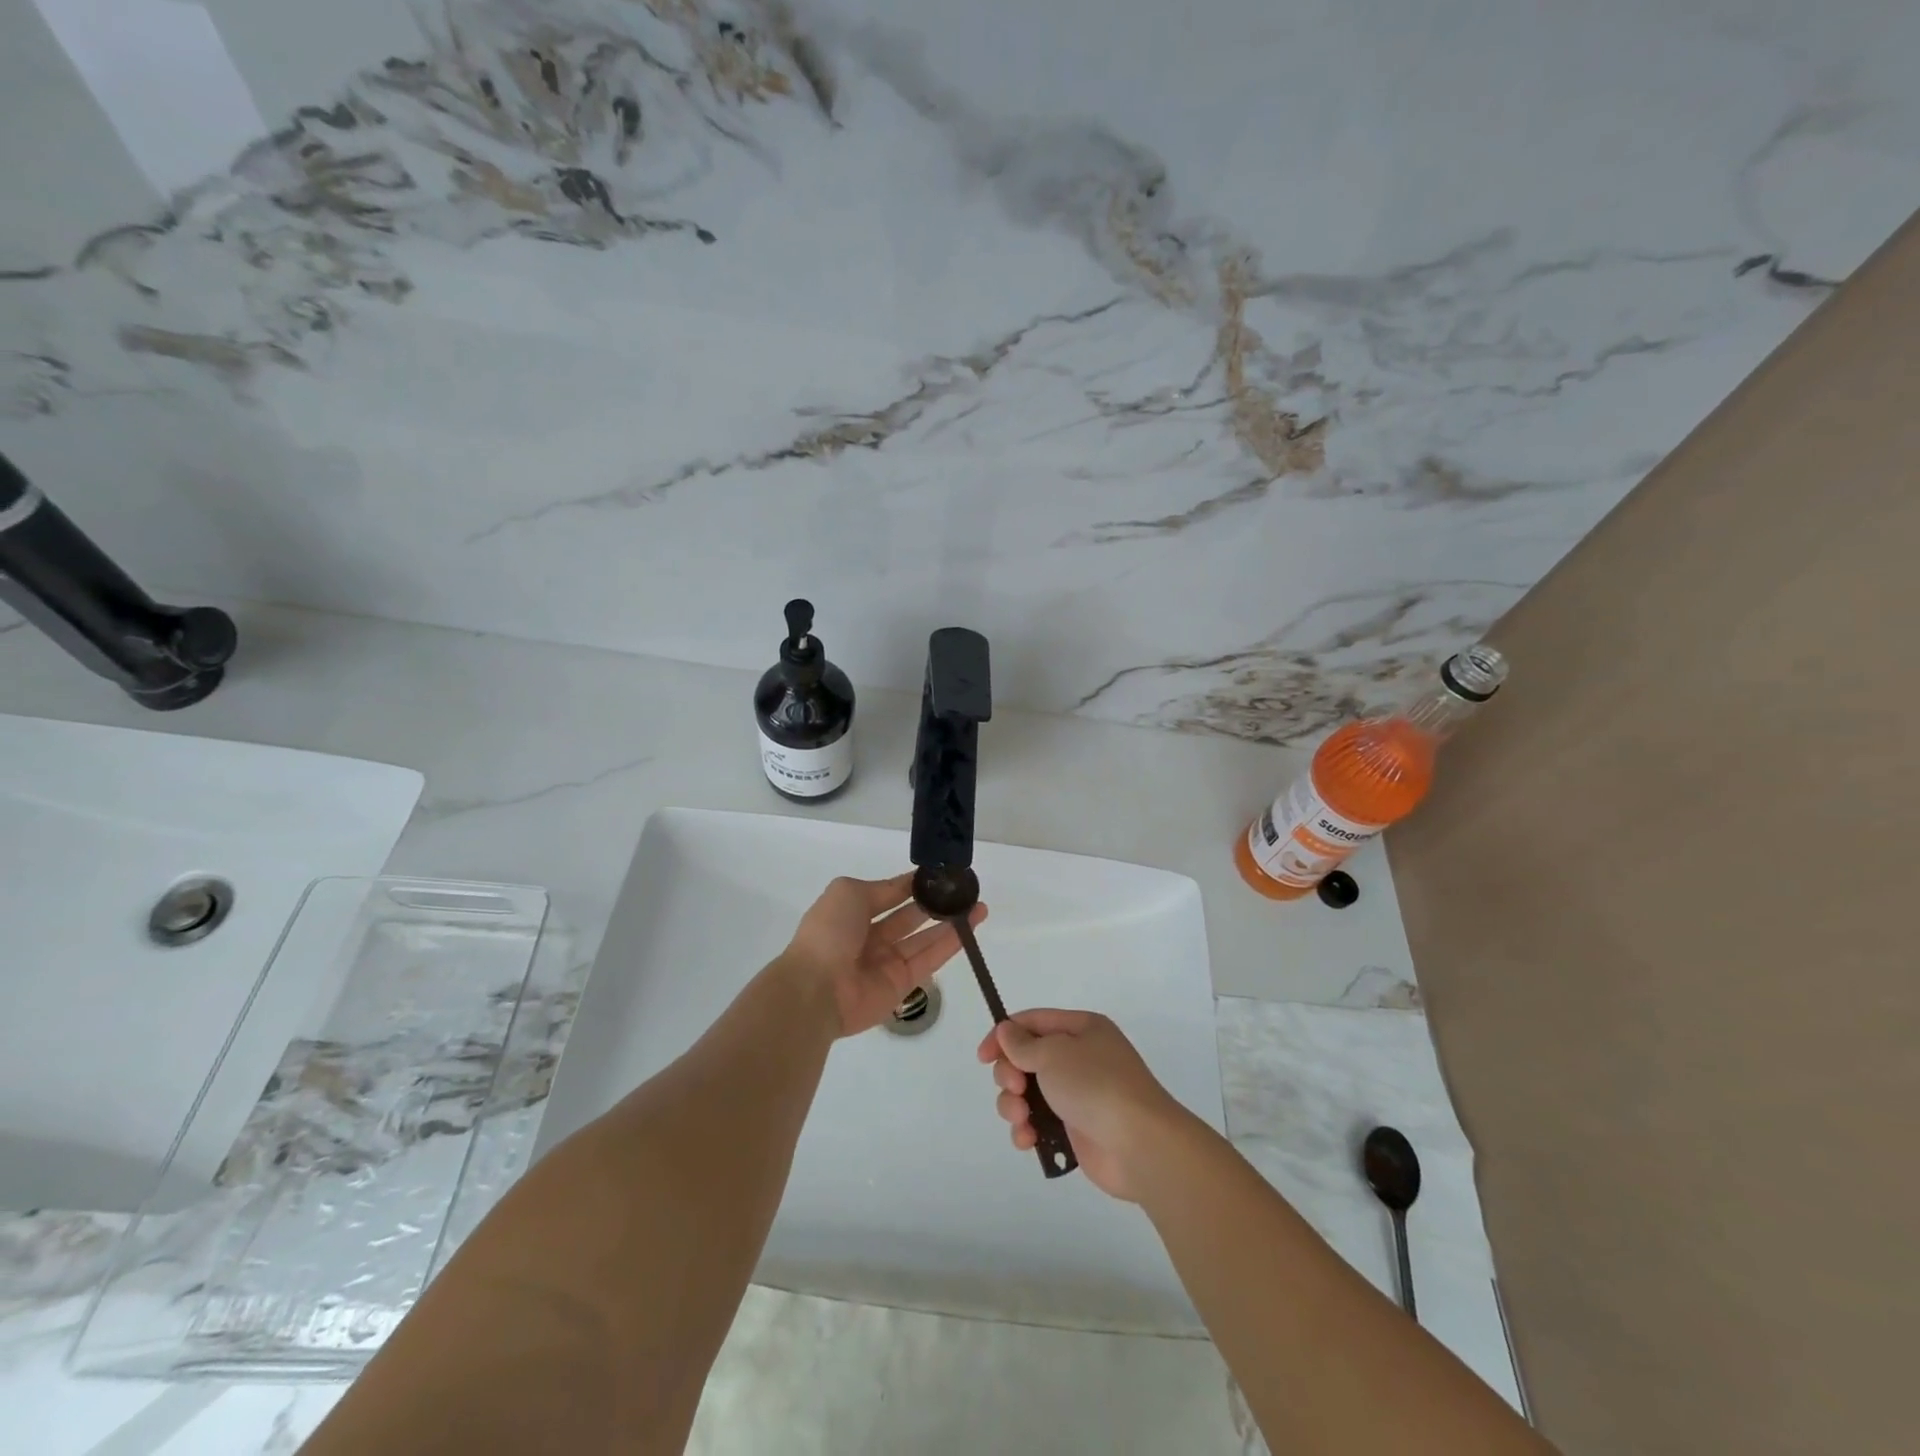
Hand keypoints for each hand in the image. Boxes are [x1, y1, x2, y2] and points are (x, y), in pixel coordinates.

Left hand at [781, 872, 985, 1038]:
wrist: (816, 988)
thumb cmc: (829, 933)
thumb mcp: (849, 892)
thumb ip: (882, 888)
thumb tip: (907, 885)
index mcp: (854, 912)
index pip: (891, 894)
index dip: (915, 885)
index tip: (942, 874)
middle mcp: (872, 937)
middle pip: (911, 917)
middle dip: (937, 904)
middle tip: (965, 891)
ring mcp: (887, 962)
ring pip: (925, 939)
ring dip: (951, 923)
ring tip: (978, 907)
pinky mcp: (902, 984)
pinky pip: (929, 960)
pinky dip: (950, 945)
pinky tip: (970, 929)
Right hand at [975, 1009, 1186, 1200]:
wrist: (1140, 1145)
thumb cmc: (1096, 1085)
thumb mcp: (1054, 1053)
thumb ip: (1023, 1044)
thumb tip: (1006, 1031)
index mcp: (1081, 1030)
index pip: (1033, 1022)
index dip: (1003, 1035)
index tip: (982, 1057)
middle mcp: (1080, 1058)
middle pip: (1027, 1059)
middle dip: (1010, 1074)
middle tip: (1015, 1088)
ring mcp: (1078, 1095)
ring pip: (1029, 1093)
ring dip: (1015, 1105)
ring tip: (1021, 1118)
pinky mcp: (1076, 1129)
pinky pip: (1040, 1123)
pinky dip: (1028, 1130)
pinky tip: (1028, 1140)